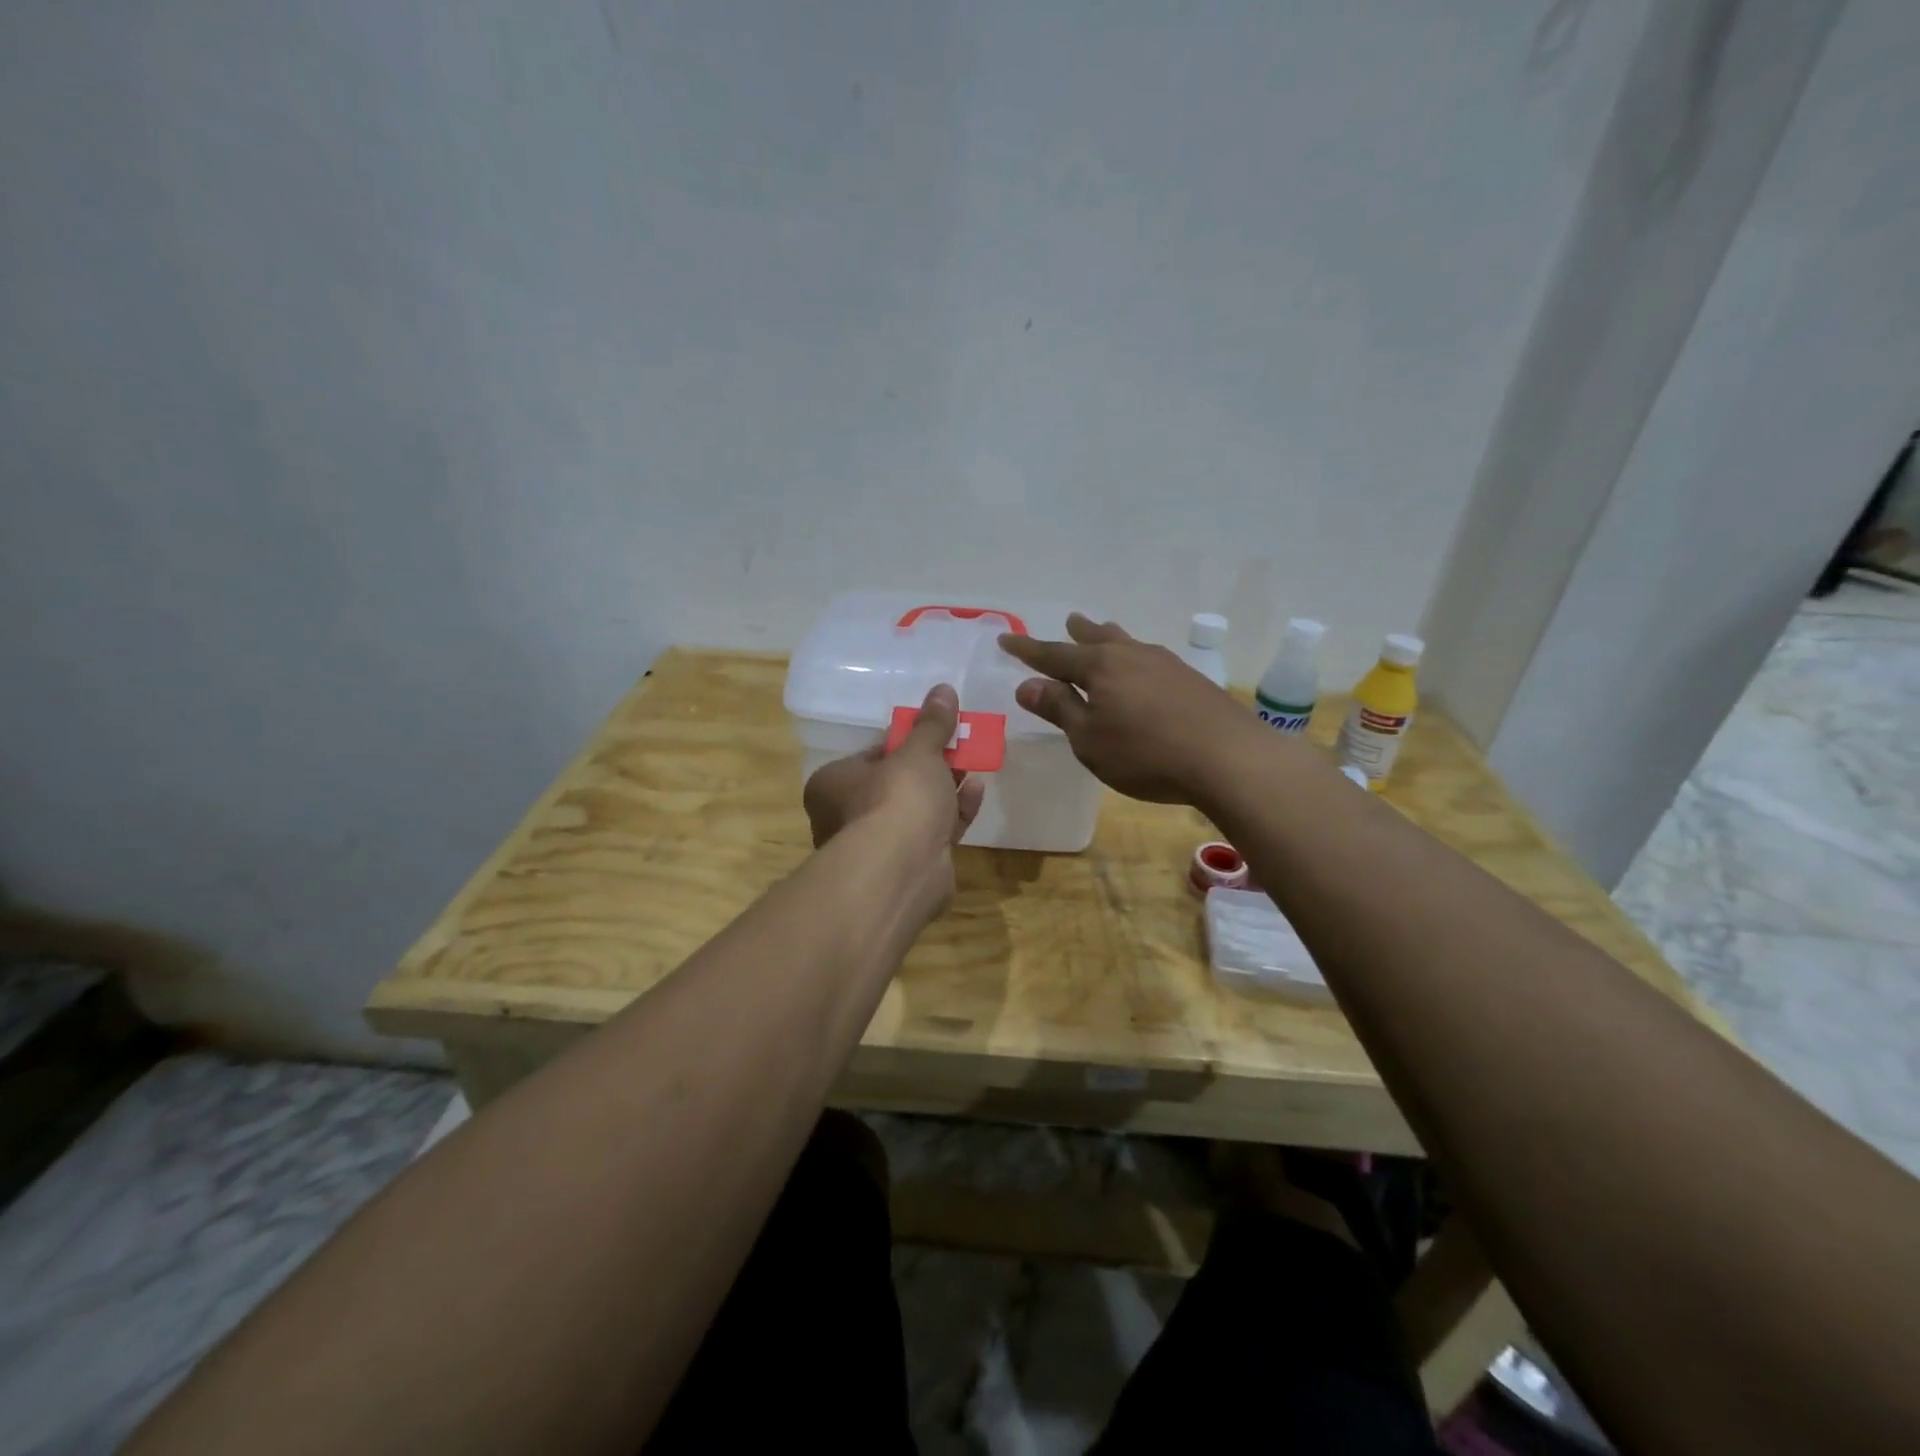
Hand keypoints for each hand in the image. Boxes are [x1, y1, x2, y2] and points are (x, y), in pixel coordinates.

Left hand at [803, 685, 986, 912]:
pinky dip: (954, 814)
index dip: (906, 742)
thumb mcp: (918, 752)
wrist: (902, 869)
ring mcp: (877, 847)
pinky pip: (932, 834)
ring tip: (974, 765)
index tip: (934, 732)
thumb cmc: (896, 798)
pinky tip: (976, 793)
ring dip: (945, 789)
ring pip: (915, 811)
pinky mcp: (907, 868)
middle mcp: (846, 816)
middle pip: (896, 784)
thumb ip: (932, 724)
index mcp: (833, 784)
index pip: (872, 755)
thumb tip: (943, 689)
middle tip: (960, 747)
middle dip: (930, 767)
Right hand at [999, 614, 1257, 803]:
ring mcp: (1166, 664)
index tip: (1006, 638)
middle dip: (1078, 633)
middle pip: (1097, 639)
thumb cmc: (1145, 754)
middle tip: (1070, 620)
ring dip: (1110, 638)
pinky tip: (1144, 670)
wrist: (1228, 758)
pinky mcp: (1191, 680)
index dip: (1028, 650)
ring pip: (1128, 644)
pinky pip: (1150, 659)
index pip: (1054, 655)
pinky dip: (1135, 658)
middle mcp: (1131, 655)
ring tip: (1104, 631)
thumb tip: (1027, 684)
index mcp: (1100, 667)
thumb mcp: (1089, 739)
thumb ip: (1059, 708)